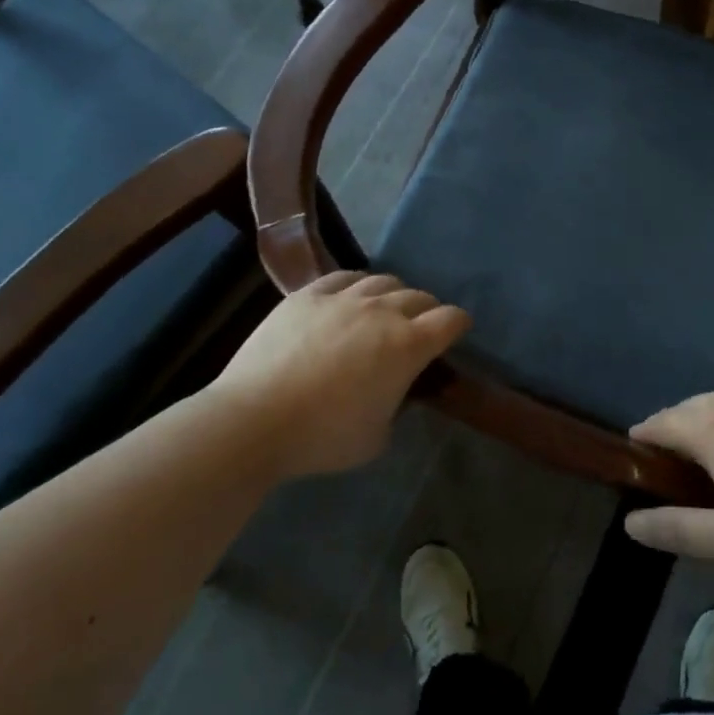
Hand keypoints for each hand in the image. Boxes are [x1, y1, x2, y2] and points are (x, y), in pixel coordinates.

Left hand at [211, 271, 469, 480]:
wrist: (255, 419)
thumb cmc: (323, 437)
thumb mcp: (377, 436)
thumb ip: (396, 406)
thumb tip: (393, 389)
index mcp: (408, 346)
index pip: (450, 320)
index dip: (458, 325)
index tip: (457, 332)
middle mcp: (383, 311)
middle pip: (419, 297)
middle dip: (428, 311)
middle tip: (421, 327)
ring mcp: (343, 297)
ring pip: (383, 281)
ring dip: (393, 294)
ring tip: (385, 309)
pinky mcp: (308, 294)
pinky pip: (343, 276)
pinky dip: (356, 284)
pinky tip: (351, 295)